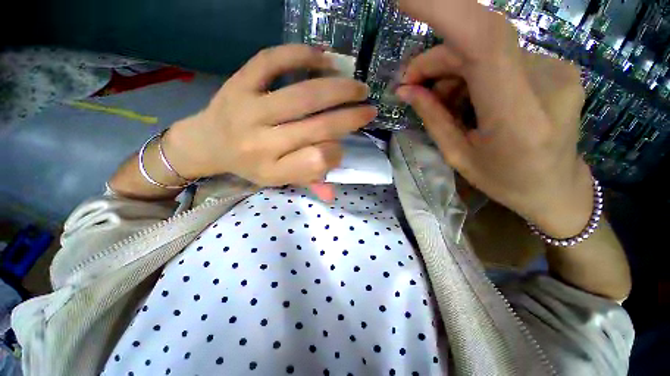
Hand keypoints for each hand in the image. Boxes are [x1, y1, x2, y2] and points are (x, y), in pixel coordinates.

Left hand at [163, 44, 375, 186]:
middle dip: (350, 117)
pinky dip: (301, 54)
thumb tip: (333, 194)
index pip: (317, 161)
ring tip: (357, 87)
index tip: (342, 146)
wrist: (206, 143)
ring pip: (302, 95)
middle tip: (368, 108)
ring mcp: (249, 109)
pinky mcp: (239, 82)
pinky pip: (272, 61)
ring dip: (338, 89)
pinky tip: (325, 58)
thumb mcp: (276, 180)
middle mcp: (261, 143)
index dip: (337, 153)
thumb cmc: (248, 164)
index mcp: (272, 170)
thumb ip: (306, 182)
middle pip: (317, 127)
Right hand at [396, 0, 592, 237]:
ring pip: (486, 50)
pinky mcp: (554, 67)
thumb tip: (406, 90)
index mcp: (517, 116)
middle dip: (434, 62)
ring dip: (451, 70)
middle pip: (477, 44)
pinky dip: (472, 72)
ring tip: (437, 100)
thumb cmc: (506, 182)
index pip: (484, 40)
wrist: (556, 188)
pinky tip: (464, 97)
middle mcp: (544, 81)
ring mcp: (555, 69)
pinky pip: (500, 57)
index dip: (444, 9)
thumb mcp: (459, 156)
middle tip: (410, 86)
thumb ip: (433, 118)